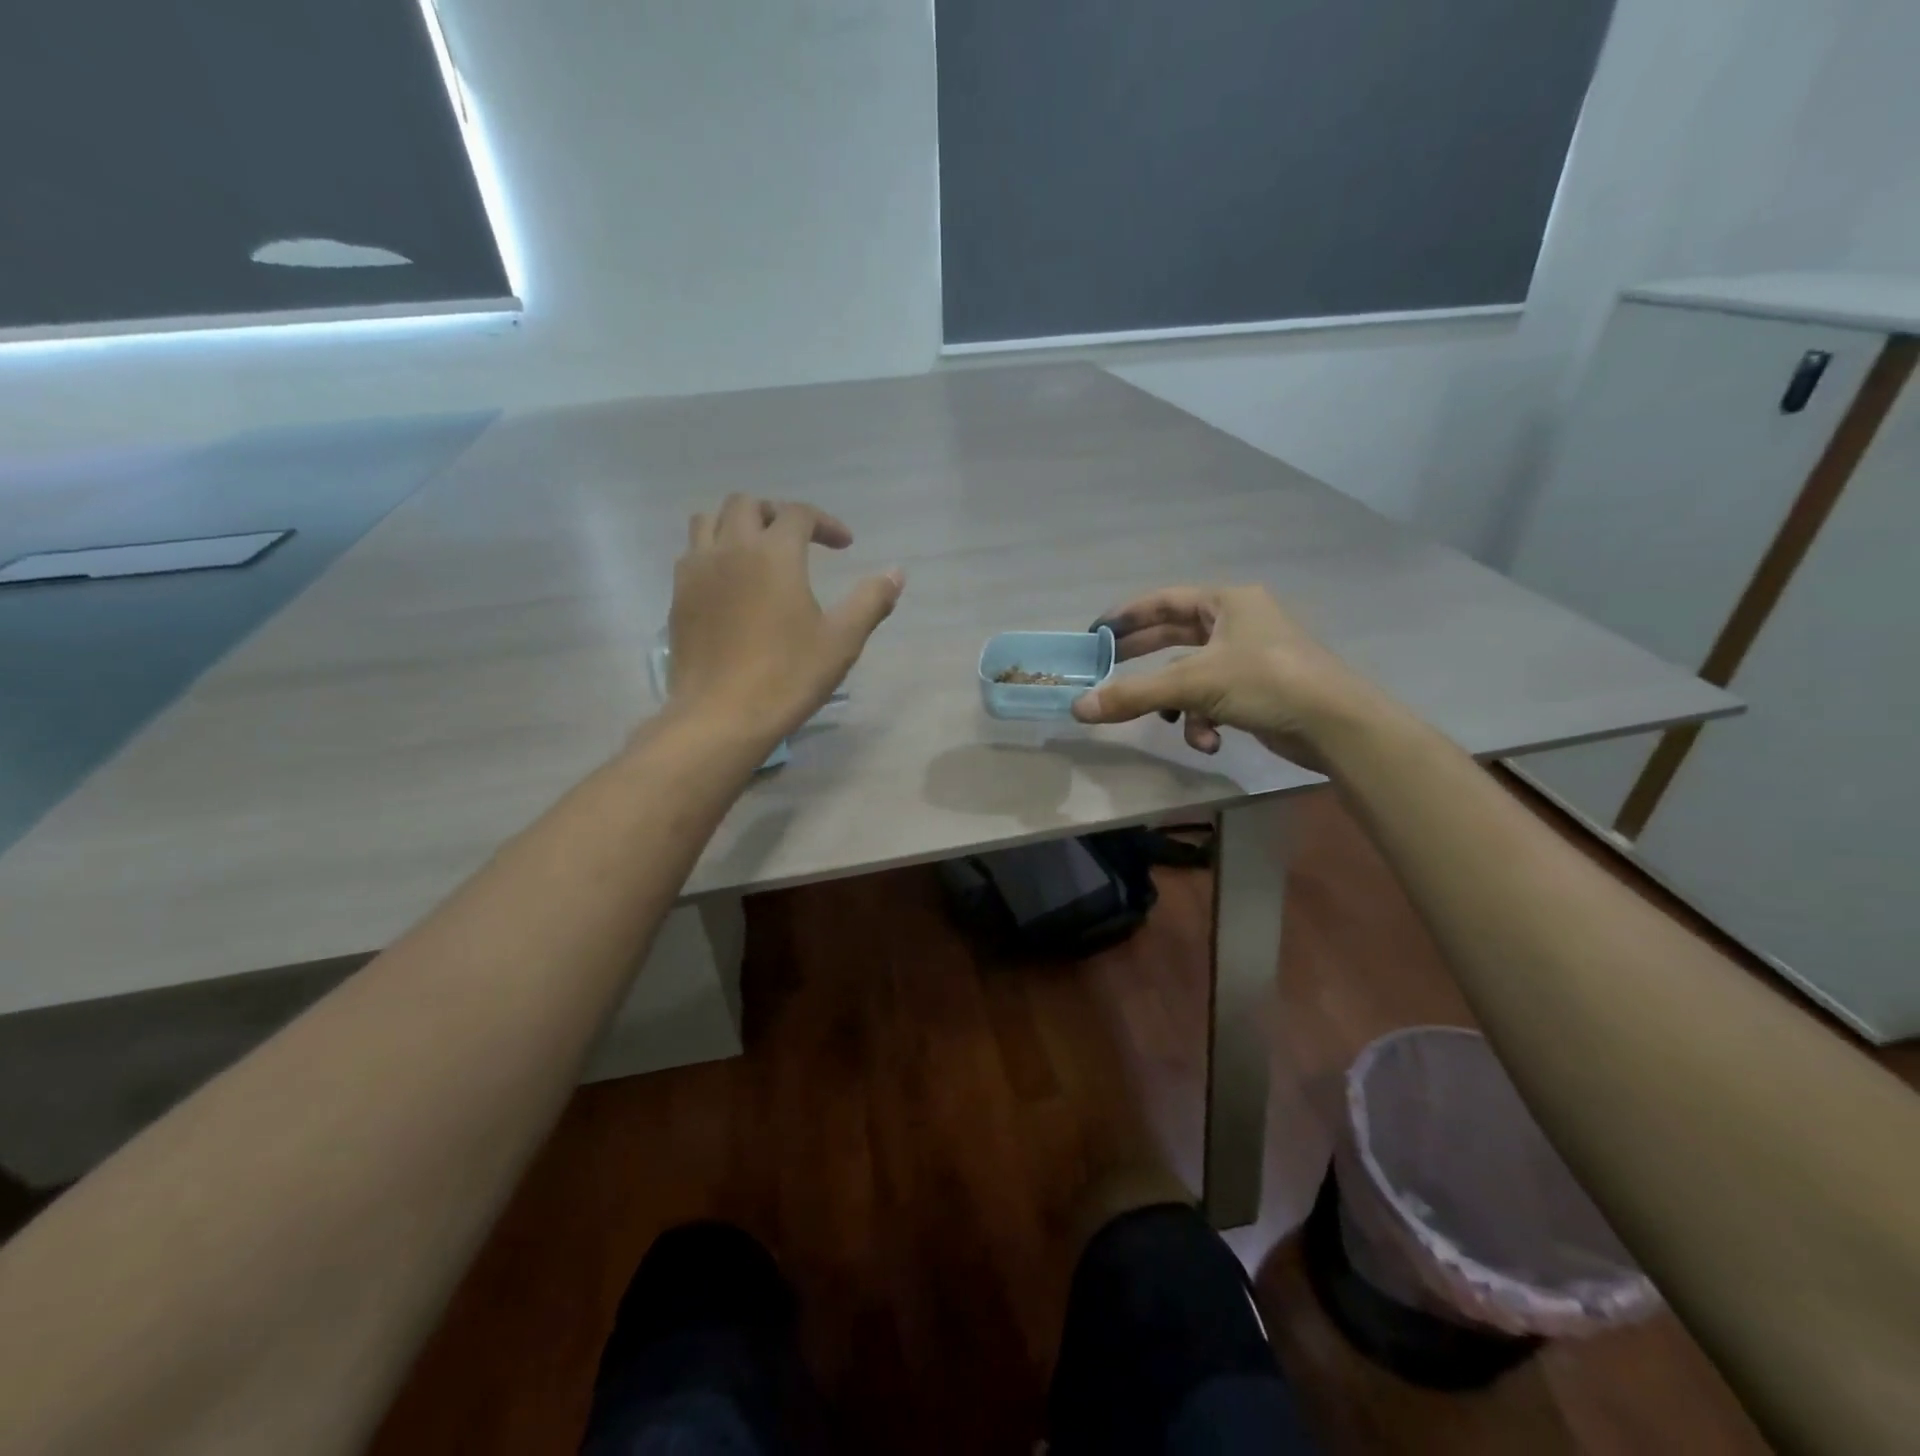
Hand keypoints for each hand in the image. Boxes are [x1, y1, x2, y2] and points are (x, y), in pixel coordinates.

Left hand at [668, 495, 903, 741]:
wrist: (721, 716)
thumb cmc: (788, 676)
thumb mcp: (842, 641)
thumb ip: (870, 601)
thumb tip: (896, 573)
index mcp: (774, 554)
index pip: (798, 514)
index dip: (826, 523)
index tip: (845, 546)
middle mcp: (730, 549)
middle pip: (747, 504)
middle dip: (777, 514)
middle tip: (799, 541)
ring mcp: (696, 572)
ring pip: (709, 521)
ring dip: (736, 525)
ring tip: (758, 552)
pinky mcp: (678, 597)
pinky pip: (691, 555)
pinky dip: (713, 553)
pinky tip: (731, 584)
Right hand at [1072, 585, 1378, 761]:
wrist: (1336, 725)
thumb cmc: (1265, 682)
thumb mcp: (1193, 684)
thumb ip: (1134, 695)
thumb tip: (1078, 707)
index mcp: (1226, 602)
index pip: (1162, 601)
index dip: (1125, 616)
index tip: (1094, 634)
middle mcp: (1238, 622)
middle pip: (1174, 638)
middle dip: (1143, 663)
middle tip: (1105, 673)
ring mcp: (1249, 656)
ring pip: (1192, 676)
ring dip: (1179, 705)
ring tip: (1172, 724)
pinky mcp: (1258, 689)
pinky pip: (1214, 699)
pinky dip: (1205, 721)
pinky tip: (1211, 742)